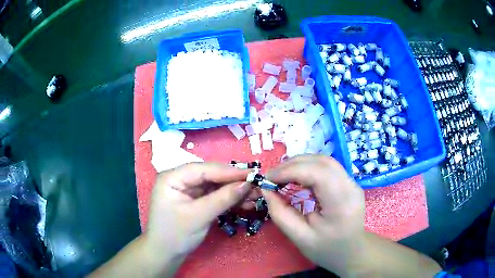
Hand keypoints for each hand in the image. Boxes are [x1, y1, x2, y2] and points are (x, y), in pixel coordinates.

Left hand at [145, 162, 251, 265]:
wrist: (166, 254)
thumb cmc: (175, 235)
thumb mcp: (199, 216)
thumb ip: (222, 199)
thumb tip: (247, 183)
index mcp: (172, 177)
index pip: (202, 169)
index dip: (227, 171)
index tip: (251, 174)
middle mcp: (180, 179)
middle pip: (210, 175)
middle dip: (233, 181)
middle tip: (256, 183)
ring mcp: (189, 190)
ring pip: (215, 185)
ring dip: (234, 190)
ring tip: (255, 194)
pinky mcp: (196, 200)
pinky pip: (215, 195)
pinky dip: (229, 199)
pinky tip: (245, 201)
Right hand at [261, 155, 365, 276]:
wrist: (352, 252)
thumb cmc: (327, 249)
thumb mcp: (299, 238)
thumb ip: (280, 214)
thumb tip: (266, 190)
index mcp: (341, 204)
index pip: (317, 173)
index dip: (290, 171)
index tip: (268, 179)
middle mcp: (351, 187)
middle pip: (321, 162)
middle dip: (292, 165)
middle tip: (272, 176)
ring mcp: (352, 182)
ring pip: (324, 160)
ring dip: (300, 163)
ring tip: (281, 175)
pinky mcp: (349, 182)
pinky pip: (327, 167)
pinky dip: (308, 167)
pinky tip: (297, 177)